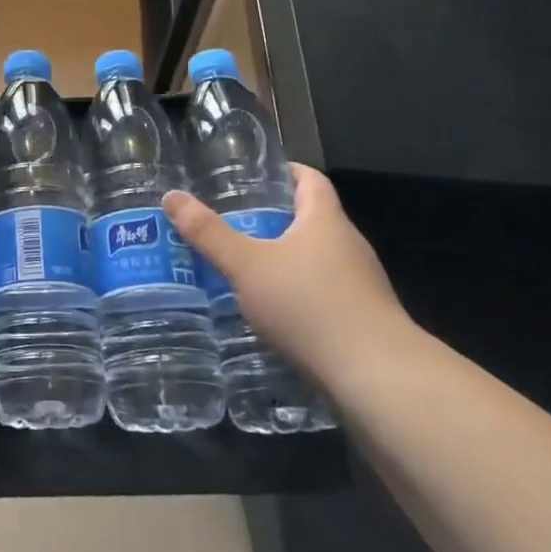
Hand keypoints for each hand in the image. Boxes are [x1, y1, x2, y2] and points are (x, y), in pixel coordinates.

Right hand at [164, 163, 412, 388]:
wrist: (378, 380)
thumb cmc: (310, 306)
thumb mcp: (247, 267)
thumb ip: (209, 233)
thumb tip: (172, 196)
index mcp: (325, 221)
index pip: (310, 180)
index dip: (286, 172)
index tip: (256, 175)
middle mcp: (349, 246)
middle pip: (312, 220)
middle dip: (275, 219)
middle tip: (233, 221)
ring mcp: (362, 286)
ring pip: (318, 260)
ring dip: (286, 260)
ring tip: (244, 268)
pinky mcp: (364, 322)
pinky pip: (326, 294)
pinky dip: (299, 294)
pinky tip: (273, 313)